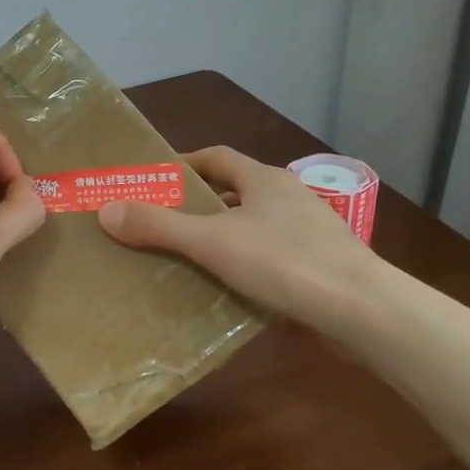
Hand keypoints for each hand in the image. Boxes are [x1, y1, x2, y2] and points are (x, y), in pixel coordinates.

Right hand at [97, 146, 379, 328]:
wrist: (363, 312)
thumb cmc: (284, 262)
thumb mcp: (211, 242)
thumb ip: (159, 226)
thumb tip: (106, 210)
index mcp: (264, 179)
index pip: (216, 157)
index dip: (183, 165)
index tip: (152, 180)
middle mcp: (287, 197)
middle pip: (232, 191)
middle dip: (196, 204)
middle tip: (157, 222)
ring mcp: (307, 232)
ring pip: (250, 226)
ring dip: (218, 236)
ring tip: (181, 257)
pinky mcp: (317, 266)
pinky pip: (267, 256)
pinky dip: (241, 264)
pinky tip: (222, 287)